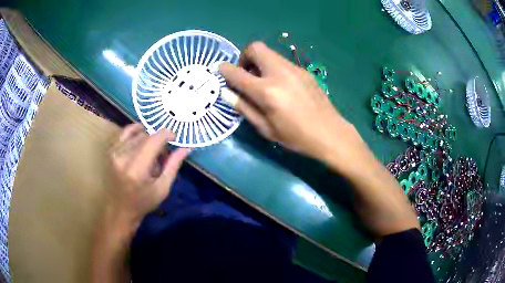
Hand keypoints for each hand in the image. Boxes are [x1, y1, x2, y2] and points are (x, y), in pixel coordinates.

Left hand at [108, 123, 190, 228]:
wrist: (120, 210)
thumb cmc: (143, 203)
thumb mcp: (163, 188)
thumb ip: (173, 165)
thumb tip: (187, 147)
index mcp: (137, 169)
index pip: (153, 140)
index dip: (166, 134)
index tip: (175, 138)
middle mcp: (123, 157)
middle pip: (146, 136)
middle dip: (158, 141)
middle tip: (163, 155)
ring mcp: (115, 152)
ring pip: (137, 134)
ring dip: (148, 139)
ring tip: (152, 152)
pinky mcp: (111, 151)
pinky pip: (125, 132)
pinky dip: (135, 132)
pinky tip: (142, 137)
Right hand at [220, 42, 364, 164]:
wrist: (330, 133)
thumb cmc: (296, 137)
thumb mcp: (266, 129)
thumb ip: (244, 108)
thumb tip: (227, 93)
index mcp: (267, 91)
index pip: (237, 73)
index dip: (225, 70)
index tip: (220, 69)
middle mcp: (279, 73)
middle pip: (256, 48)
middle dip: (245, 57)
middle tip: (247, 74)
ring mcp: (294, 69)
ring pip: (270, 53)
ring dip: (260, 62)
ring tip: (263, 81)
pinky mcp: (304, 71)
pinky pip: (282, 62)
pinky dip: (274, 67)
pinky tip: (282, 86)